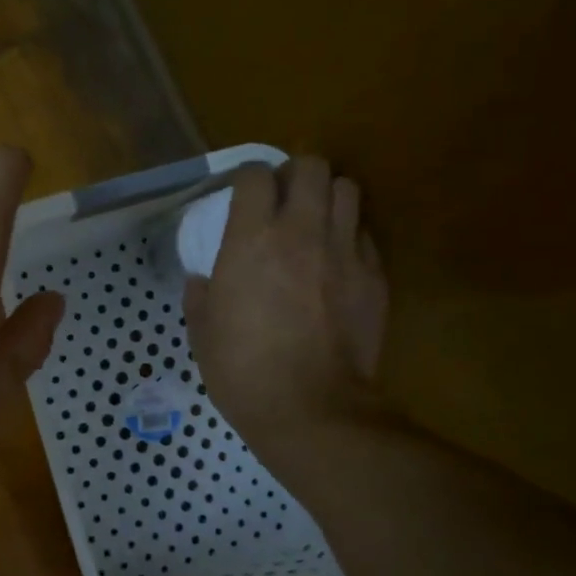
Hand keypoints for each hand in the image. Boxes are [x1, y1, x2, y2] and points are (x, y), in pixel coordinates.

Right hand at [183, 157, 387, 462]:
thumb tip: (204, 279)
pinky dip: (349, 236)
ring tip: (315, 222)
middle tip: (283, 201)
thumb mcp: (202, 331)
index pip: (255, 175)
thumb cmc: (242, 370)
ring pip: (347, 189)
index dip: (248, 179)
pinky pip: (365, 234)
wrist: (310, 409)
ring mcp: (344, 251)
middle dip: (295, 174)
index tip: (242, 197)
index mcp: (251, 239)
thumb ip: (201, 293)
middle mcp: (301, 231)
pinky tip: (336, 262)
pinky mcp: (374, 276)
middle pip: (311, 166)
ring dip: (328, 197)